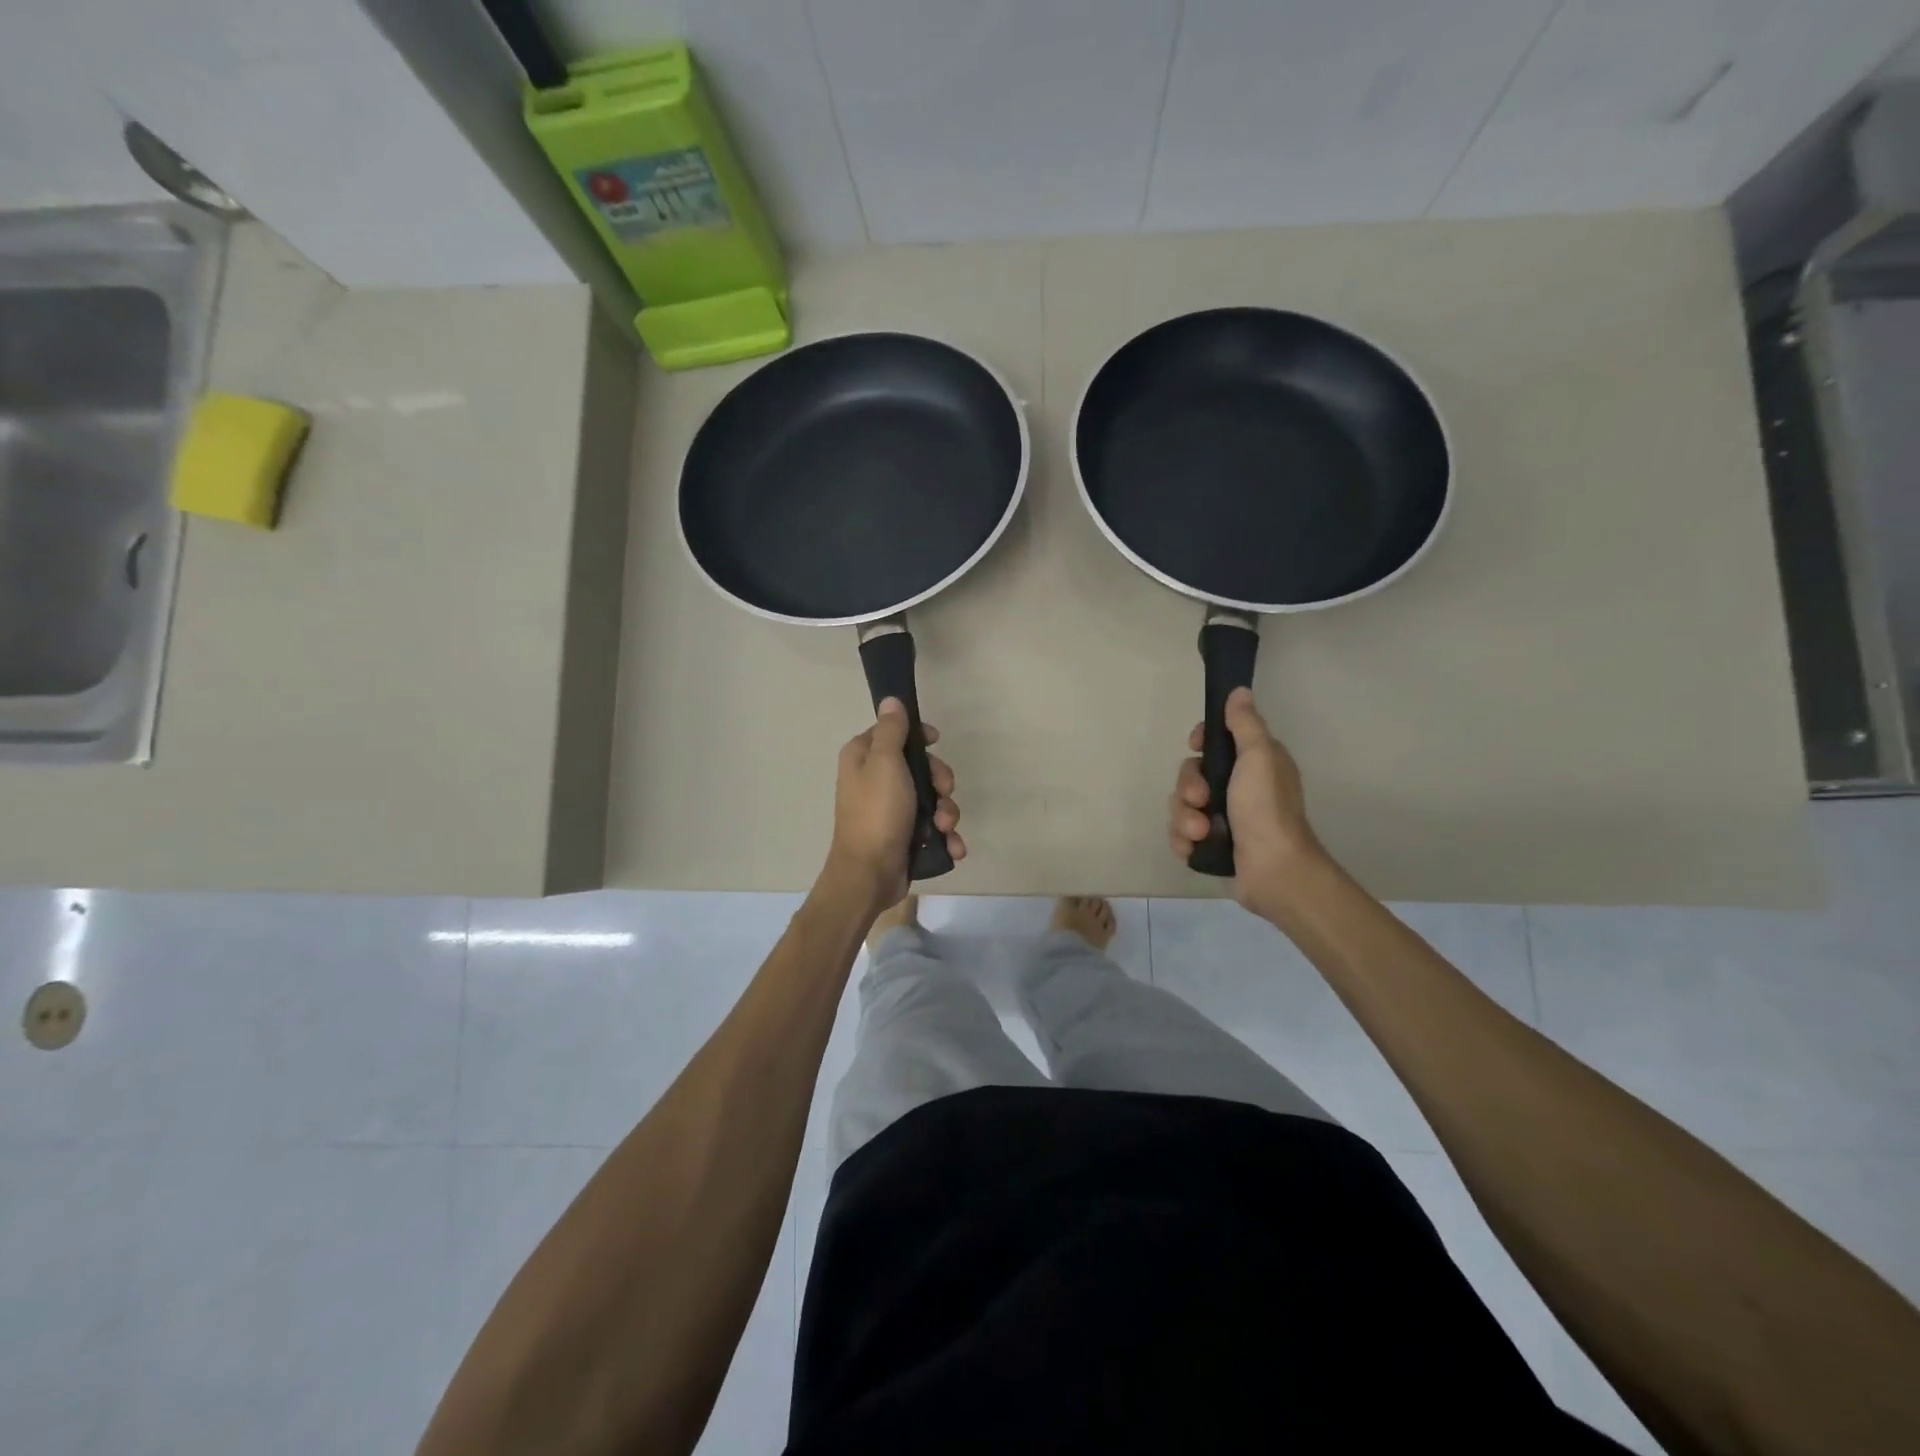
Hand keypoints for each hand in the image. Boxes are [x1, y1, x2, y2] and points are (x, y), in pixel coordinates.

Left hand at [822, 698, 963, 913]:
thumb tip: (890, 700)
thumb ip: (891, 730)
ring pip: (931, 798)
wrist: (869, 874)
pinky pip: (932, 827)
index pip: (894, 733)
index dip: (918, 736)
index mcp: (863, 758)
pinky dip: (945, 836)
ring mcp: (891, 810)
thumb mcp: (884, 762)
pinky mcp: (904, 836)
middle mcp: (875, 780)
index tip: (935, 742)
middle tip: (943, 793)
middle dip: (940, 781)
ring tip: (944, 828)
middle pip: (920, 766)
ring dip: (946, 812)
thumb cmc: (876, 812)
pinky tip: (951, 846)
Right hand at [1167, 687, 1322, 917]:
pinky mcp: (1211, 845)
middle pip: (1191, 774)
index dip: (1200, 742)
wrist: (1273, 870)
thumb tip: (1239, 691)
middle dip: (1188, 787)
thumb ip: (1245, 724)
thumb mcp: (1258, 756)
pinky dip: (1183, 840)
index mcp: (1253, 764)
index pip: (1215, 742)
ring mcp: (1224, 818)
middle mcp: (1238, 788)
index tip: (1196, 747)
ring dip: (1185, 817)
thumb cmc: (1266, 808)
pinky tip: (1194, 847)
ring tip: (1200, 832)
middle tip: (1200, 800)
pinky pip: (1181, 834)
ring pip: (1182, 806)